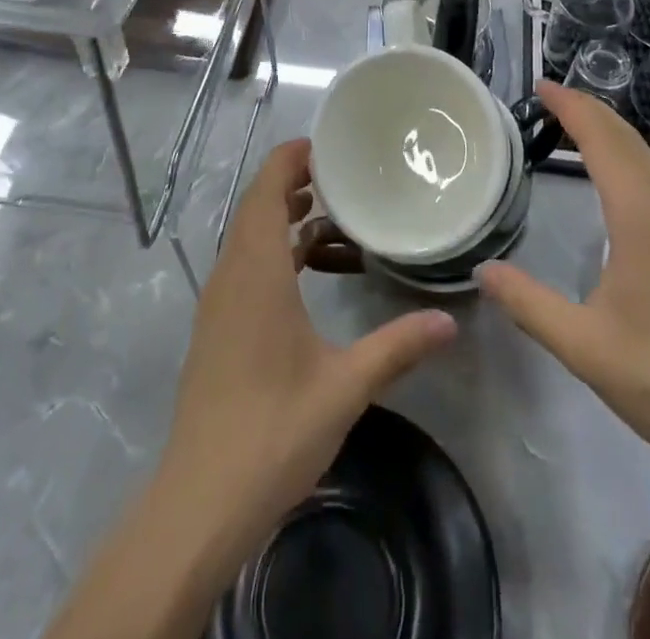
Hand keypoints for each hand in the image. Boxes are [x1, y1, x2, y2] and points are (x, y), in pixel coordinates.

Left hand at [157, 138, 456, 564]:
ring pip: (250, 236)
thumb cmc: (272, 432)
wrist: (199, 503)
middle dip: (294, 182)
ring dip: (285, 217)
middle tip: (343, 175)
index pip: (265, 190)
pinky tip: (311, 271)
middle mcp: (231, 275)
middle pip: (256, 206)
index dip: (290, 159)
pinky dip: (276, 252)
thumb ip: (397, 346)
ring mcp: (219, 302)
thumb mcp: (344, 386)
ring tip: (333, 215)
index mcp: (256, 271)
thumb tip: (450, 321)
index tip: (328, 145)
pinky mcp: (217, 327)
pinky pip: (246, 265)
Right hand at [478, 82, 649, 475]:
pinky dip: (631, 159)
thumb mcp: (584, 346)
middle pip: (628, 140)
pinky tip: (621, 181)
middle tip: (551, 97)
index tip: (542, 86)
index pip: (602, 141)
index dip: (571, 108)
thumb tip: (482, 270)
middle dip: (590, 110)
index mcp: (642, 217)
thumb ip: (529, 304)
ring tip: (578, 126)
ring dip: (613, 133)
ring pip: (649, 159)